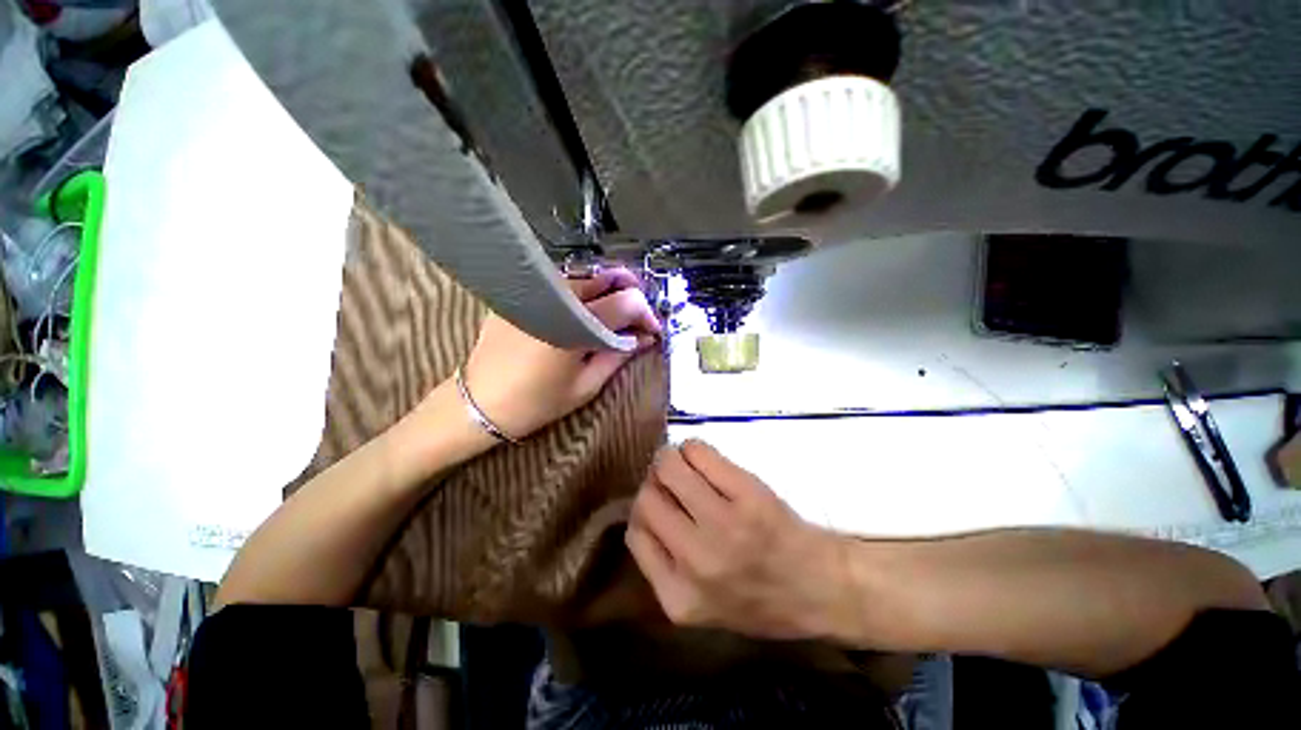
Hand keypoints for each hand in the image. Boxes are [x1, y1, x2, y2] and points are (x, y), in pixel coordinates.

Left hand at [460, 267, 660, 439]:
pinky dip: (580, 293)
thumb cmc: (537, 402)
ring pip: (584, 276)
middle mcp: (557, 299)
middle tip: (637, 315)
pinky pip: (559, 284)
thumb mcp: (586, 386)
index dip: (646, 314)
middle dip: (631, 292)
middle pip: (606, 277)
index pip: (626, 302)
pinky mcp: (520, 295)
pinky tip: (583, 311)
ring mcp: (536, 293)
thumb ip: (618, 356)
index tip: (652, 331)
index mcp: (576, 325)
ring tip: (615, 312)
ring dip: (607, 289)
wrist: (479, 404)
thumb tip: (643, 339)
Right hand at [625, 440, 852, 639]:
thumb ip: (663, 565)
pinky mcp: (747, 493)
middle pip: (646, 497)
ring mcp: (723, 522)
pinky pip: (697, 451)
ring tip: (687, 466)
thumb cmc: (760, 599)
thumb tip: (642, 507)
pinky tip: (703, 459)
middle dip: (655, 484)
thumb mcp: (702, 606)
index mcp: (678, 596)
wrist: (823, 588)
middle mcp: (695, 560)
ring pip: (667, 466)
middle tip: (673, 483)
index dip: (644, 511)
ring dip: (671, 460)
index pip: (635, 533)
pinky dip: (693, 449)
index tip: (660, 504)